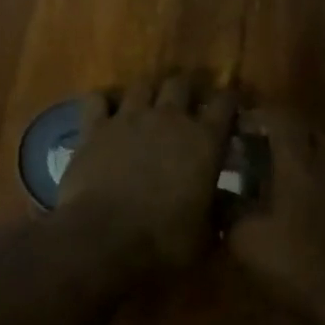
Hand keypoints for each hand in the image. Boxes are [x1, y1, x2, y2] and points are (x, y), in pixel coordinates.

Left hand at [58, 74, 236, 268]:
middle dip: (186, 91)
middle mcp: (170, 118)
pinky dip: (103, 102)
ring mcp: (129, 118)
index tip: (230, 109)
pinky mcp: (94, 128)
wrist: (104, 239)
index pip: (226, 103)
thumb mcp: (206, 234)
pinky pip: (96, 99)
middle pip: (181, 83)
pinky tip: (106, 114)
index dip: (230, 101)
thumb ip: (220, 212)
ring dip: (148, 93)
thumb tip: (230, 204)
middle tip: (186, 108)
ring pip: (142, 85)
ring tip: (148, 107)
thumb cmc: (165, 240)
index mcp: (205, 141)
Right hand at [228, 108, 324, 322]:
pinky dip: (321, 183)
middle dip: (287, 134)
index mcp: (299, 166)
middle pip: (312, 133)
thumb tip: (222, 196)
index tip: (242, 123)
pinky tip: (306, 207)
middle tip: (263, 149)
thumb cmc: (292, 265)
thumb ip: (231, 211)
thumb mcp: (245, 240)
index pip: (283, 120)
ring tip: (283, 177)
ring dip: (308, 158)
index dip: (262, 116)